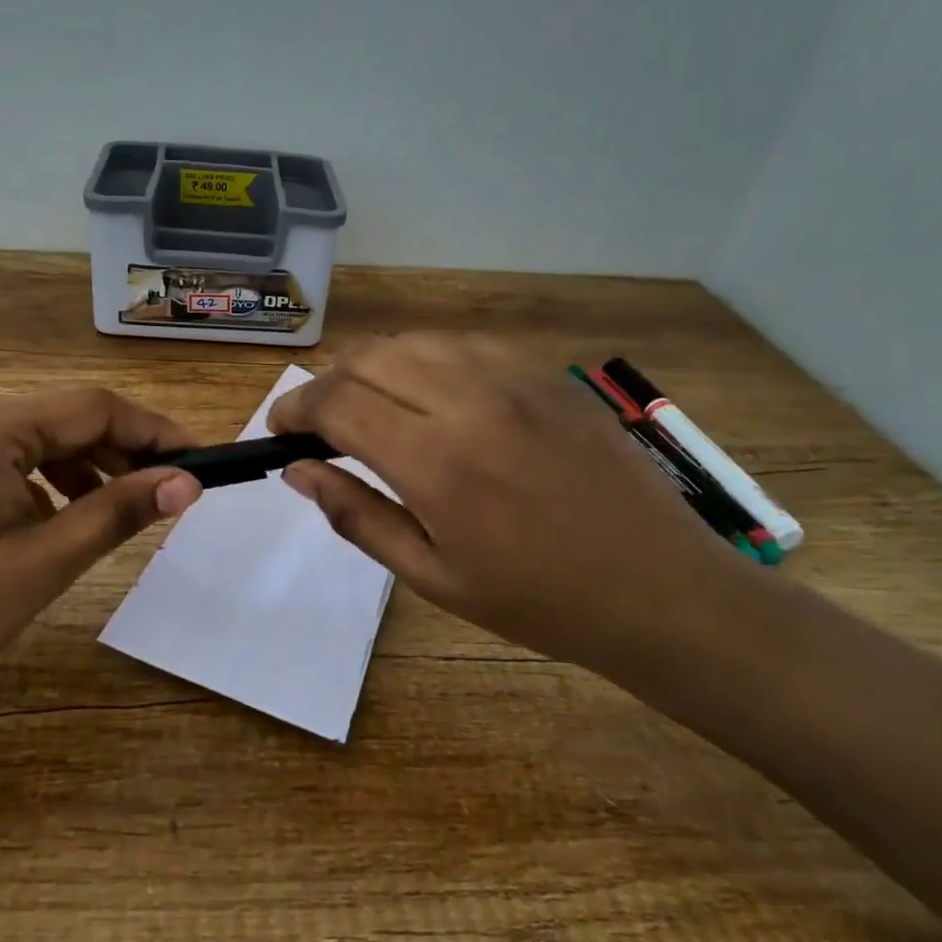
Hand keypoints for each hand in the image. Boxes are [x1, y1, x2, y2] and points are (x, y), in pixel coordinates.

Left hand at [0, 388, 200, 729]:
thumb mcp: (42, 563)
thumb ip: (120, 511)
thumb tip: (188, 483)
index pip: (93, 407)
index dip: (154, 431)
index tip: (198, 460)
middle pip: (62, 419)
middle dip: (119, 453)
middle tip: (166, 493)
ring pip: (31, 438)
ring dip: (81, 468)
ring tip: (116, 511)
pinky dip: (38, 481)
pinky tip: (53, 520)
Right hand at [267, 334, 756, 670]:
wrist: (660, 589)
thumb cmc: (538, 601)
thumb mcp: (433, 578)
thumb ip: (357, 515)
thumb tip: (298, 471)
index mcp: (437, 463)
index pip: (338, 403)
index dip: (295, 408)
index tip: (280, 429)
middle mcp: (471, 402)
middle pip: (369, 357)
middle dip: (328, 383)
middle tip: (321, 422)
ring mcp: (517, 379)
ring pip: (416, 340)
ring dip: (375, 365)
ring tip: (371, 404)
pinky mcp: (549, 375)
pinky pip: (467, 345)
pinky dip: (429, 360)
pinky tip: (434, 396)